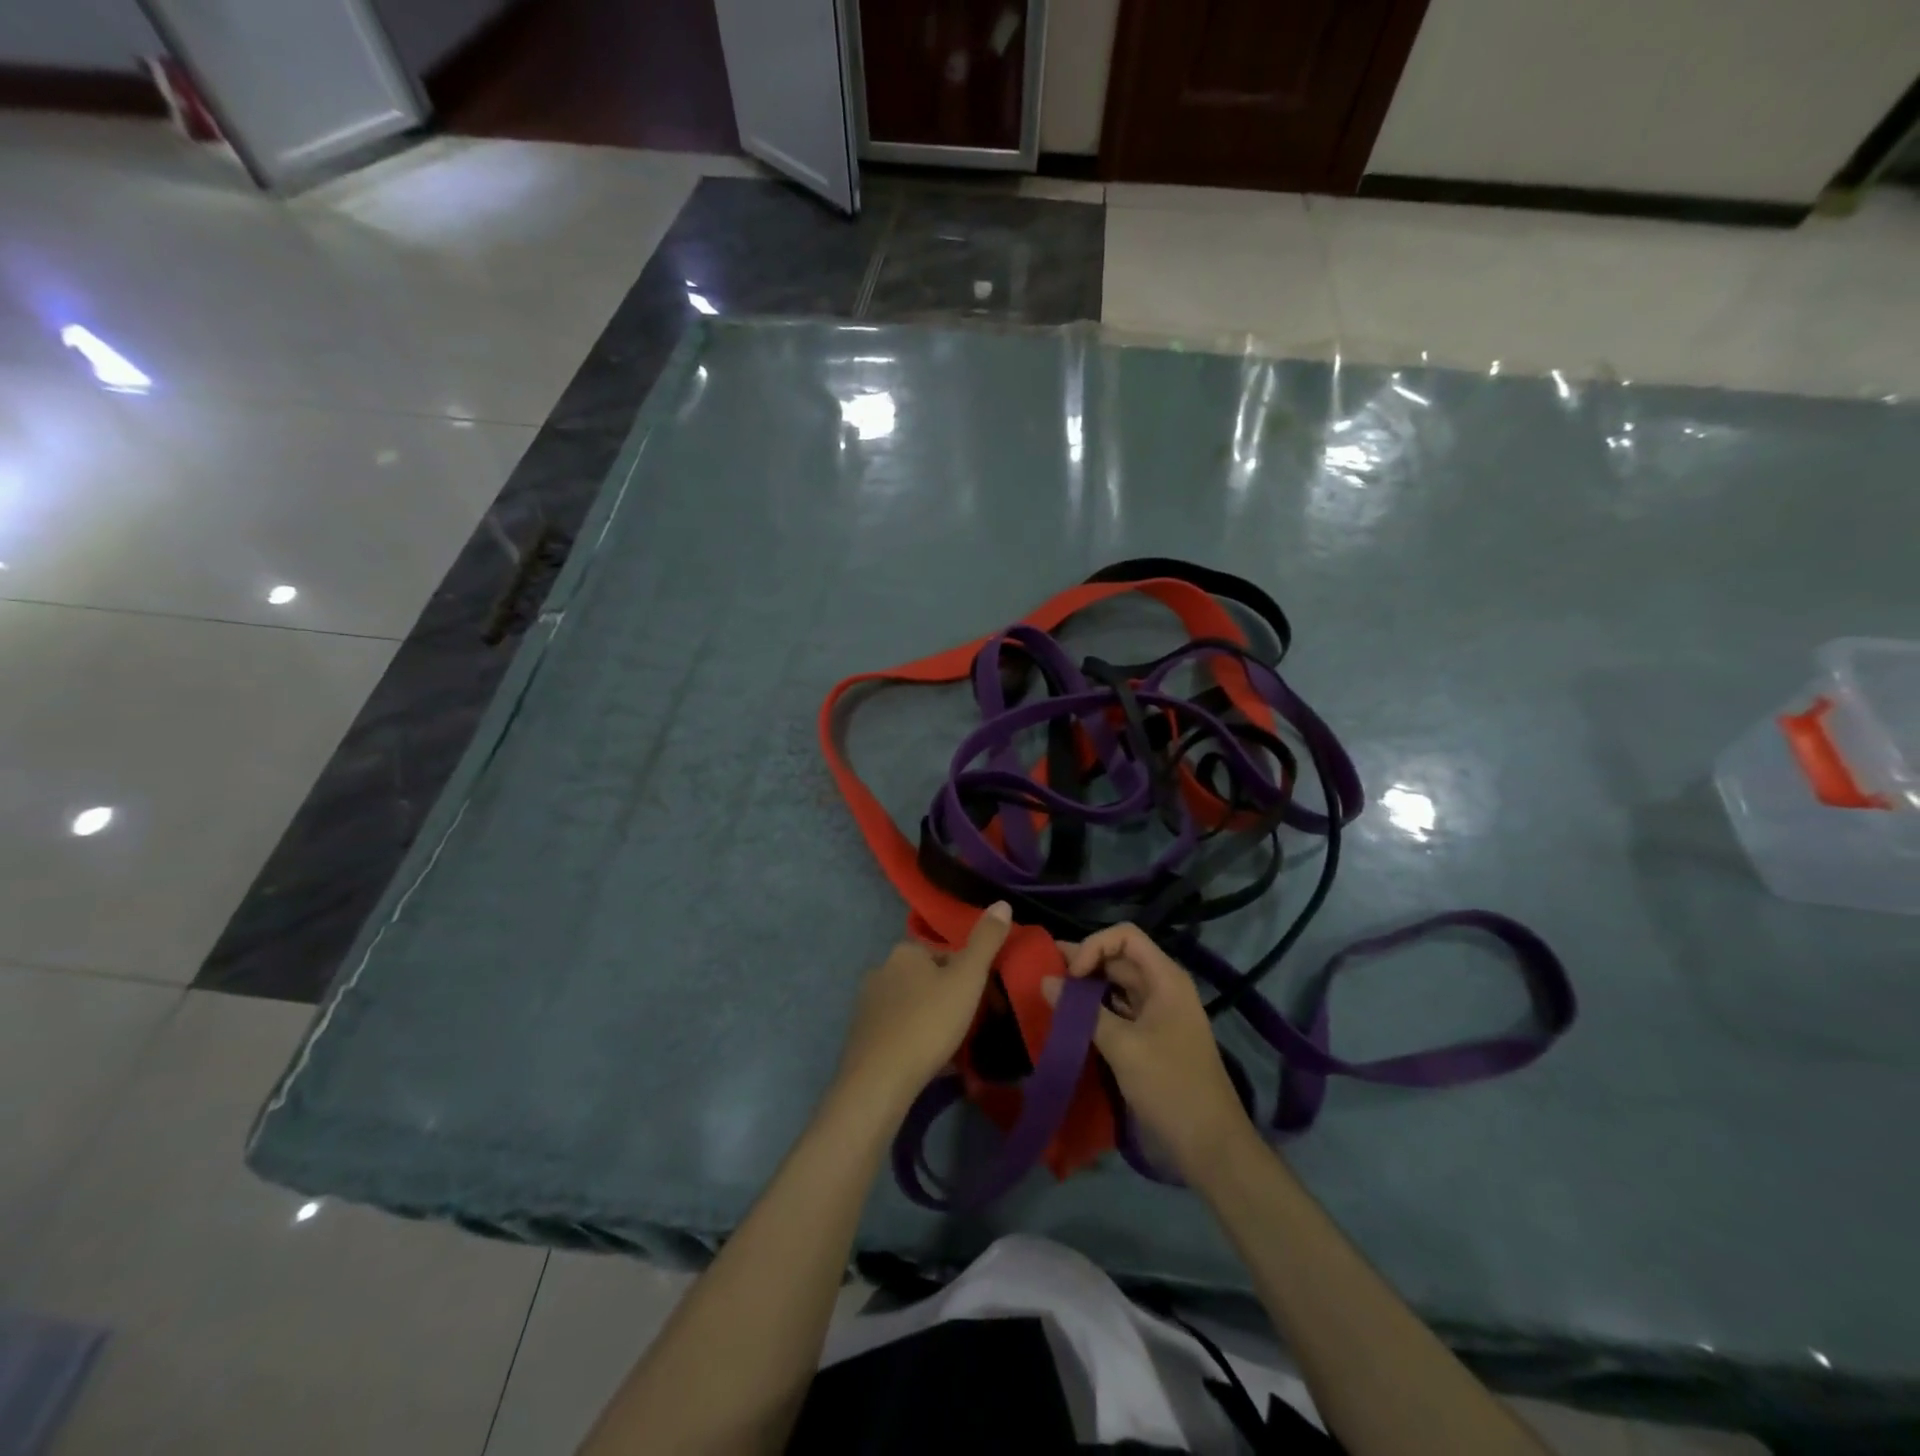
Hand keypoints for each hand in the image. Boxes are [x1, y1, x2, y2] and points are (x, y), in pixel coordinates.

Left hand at [835, 902, 1011, 1111]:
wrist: (880, 1080)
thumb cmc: (928, 1022)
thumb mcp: (967, 979)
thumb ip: (986, 941)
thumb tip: (1002, 903)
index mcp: (905, 951)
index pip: (945, 954)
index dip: (968, 975)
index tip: (983, 1000)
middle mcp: (881, 969)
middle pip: (927, 979)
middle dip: (949, 997)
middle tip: (971, 1026)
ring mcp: (867, 1004)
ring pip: (912, 1005)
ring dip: (932, 1019)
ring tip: (952, 1047)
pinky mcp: (861, 1035)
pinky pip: (897, 1030)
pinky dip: (914, 1040)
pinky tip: (928, 1062)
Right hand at [1046, 923, 1252, 1178]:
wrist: (1210, 1148)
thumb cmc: (1170, 1087)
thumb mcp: (1124, 1047)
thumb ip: (1083, 1012)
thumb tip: (1045, 982)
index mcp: (1165, 979)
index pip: (1125, 937)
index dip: (1094, 946)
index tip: (1070, 975)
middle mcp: (1162, 989)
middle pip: (1118, 959)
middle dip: (1083, 964)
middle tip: (1043, 975)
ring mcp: (1156, 1016)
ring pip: (1114, 987)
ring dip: (1085, 989)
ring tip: (1049, 995)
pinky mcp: (1148, 1040)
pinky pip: (1116, 1013)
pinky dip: (1093, 1012)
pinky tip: (1068, 1020)